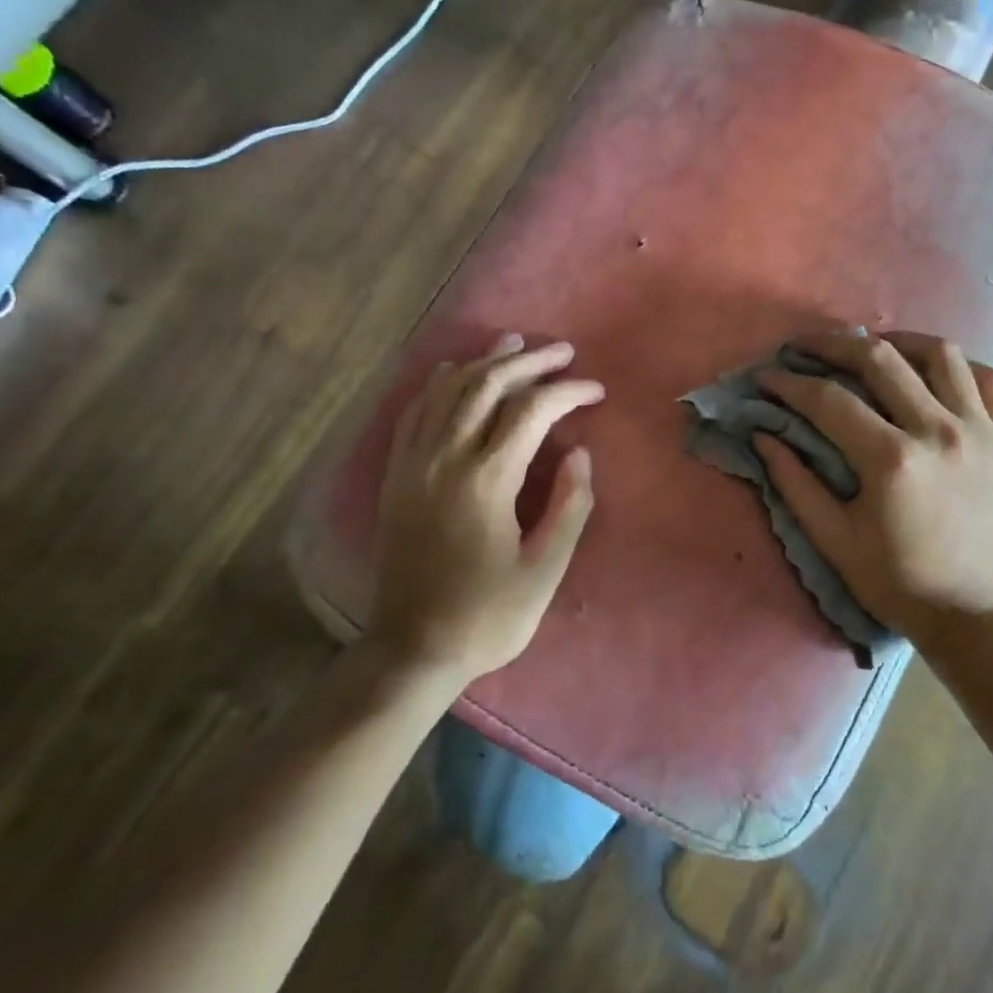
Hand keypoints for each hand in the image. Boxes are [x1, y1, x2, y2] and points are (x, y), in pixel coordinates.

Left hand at [371, 335, 602, 682]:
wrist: (413, 648)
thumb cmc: (488, 615)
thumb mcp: (544, 569)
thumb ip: (568, 506)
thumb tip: (578, 453)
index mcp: (486, 480)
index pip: (531, 411)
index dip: (568, 392)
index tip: (596, 391)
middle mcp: (445, 459)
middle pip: (487, 386)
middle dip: (528, 362)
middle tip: (562, 352)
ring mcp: (414, 464)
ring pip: (447, 391)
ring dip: (484, 362)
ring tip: (514, 344)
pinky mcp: (397, 476)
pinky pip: (414, 413)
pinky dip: (438, 385)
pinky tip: (452, 373)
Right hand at [754, 331, 992, 642]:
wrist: (981, 615)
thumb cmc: (900, 583)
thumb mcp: (836, 542)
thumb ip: (796, 484)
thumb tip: (764, 436)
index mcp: (891, 459)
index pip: (828, 400)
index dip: (790, 383)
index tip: (768, 377)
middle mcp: (938, 430)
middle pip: (880, 360)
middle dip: (833, 344)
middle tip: (806, 346)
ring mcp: (980, 430)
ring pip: (939, 355)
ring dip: (897, 341)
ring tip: (872, 347)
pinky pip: (988, 380)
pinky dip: (958, 366)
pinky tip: (935, 372)